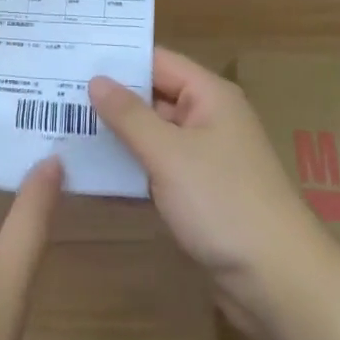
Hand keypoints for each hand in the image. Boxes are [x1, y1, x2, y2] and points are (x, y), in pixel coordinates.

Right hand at [89, 48, 323, 326]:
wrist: (280, 283)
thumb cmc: (224, 202)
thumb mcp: (169, 154)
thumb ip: (129, 115)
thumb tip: (96, 79)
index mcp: (209, 95)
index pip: (157, 61)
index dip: (118, 59)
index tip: (74, 56)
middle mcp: (209, 118)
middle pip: (154, 96)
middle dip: (112, 98)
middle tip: (59, 92)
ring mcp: (206, 158)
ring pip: (154, 135)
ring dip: (120, 135)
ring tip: (67, 127)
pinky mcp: (202, 195)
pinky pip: (160, 168)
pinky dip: (134, 168)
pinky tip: (97, 171)